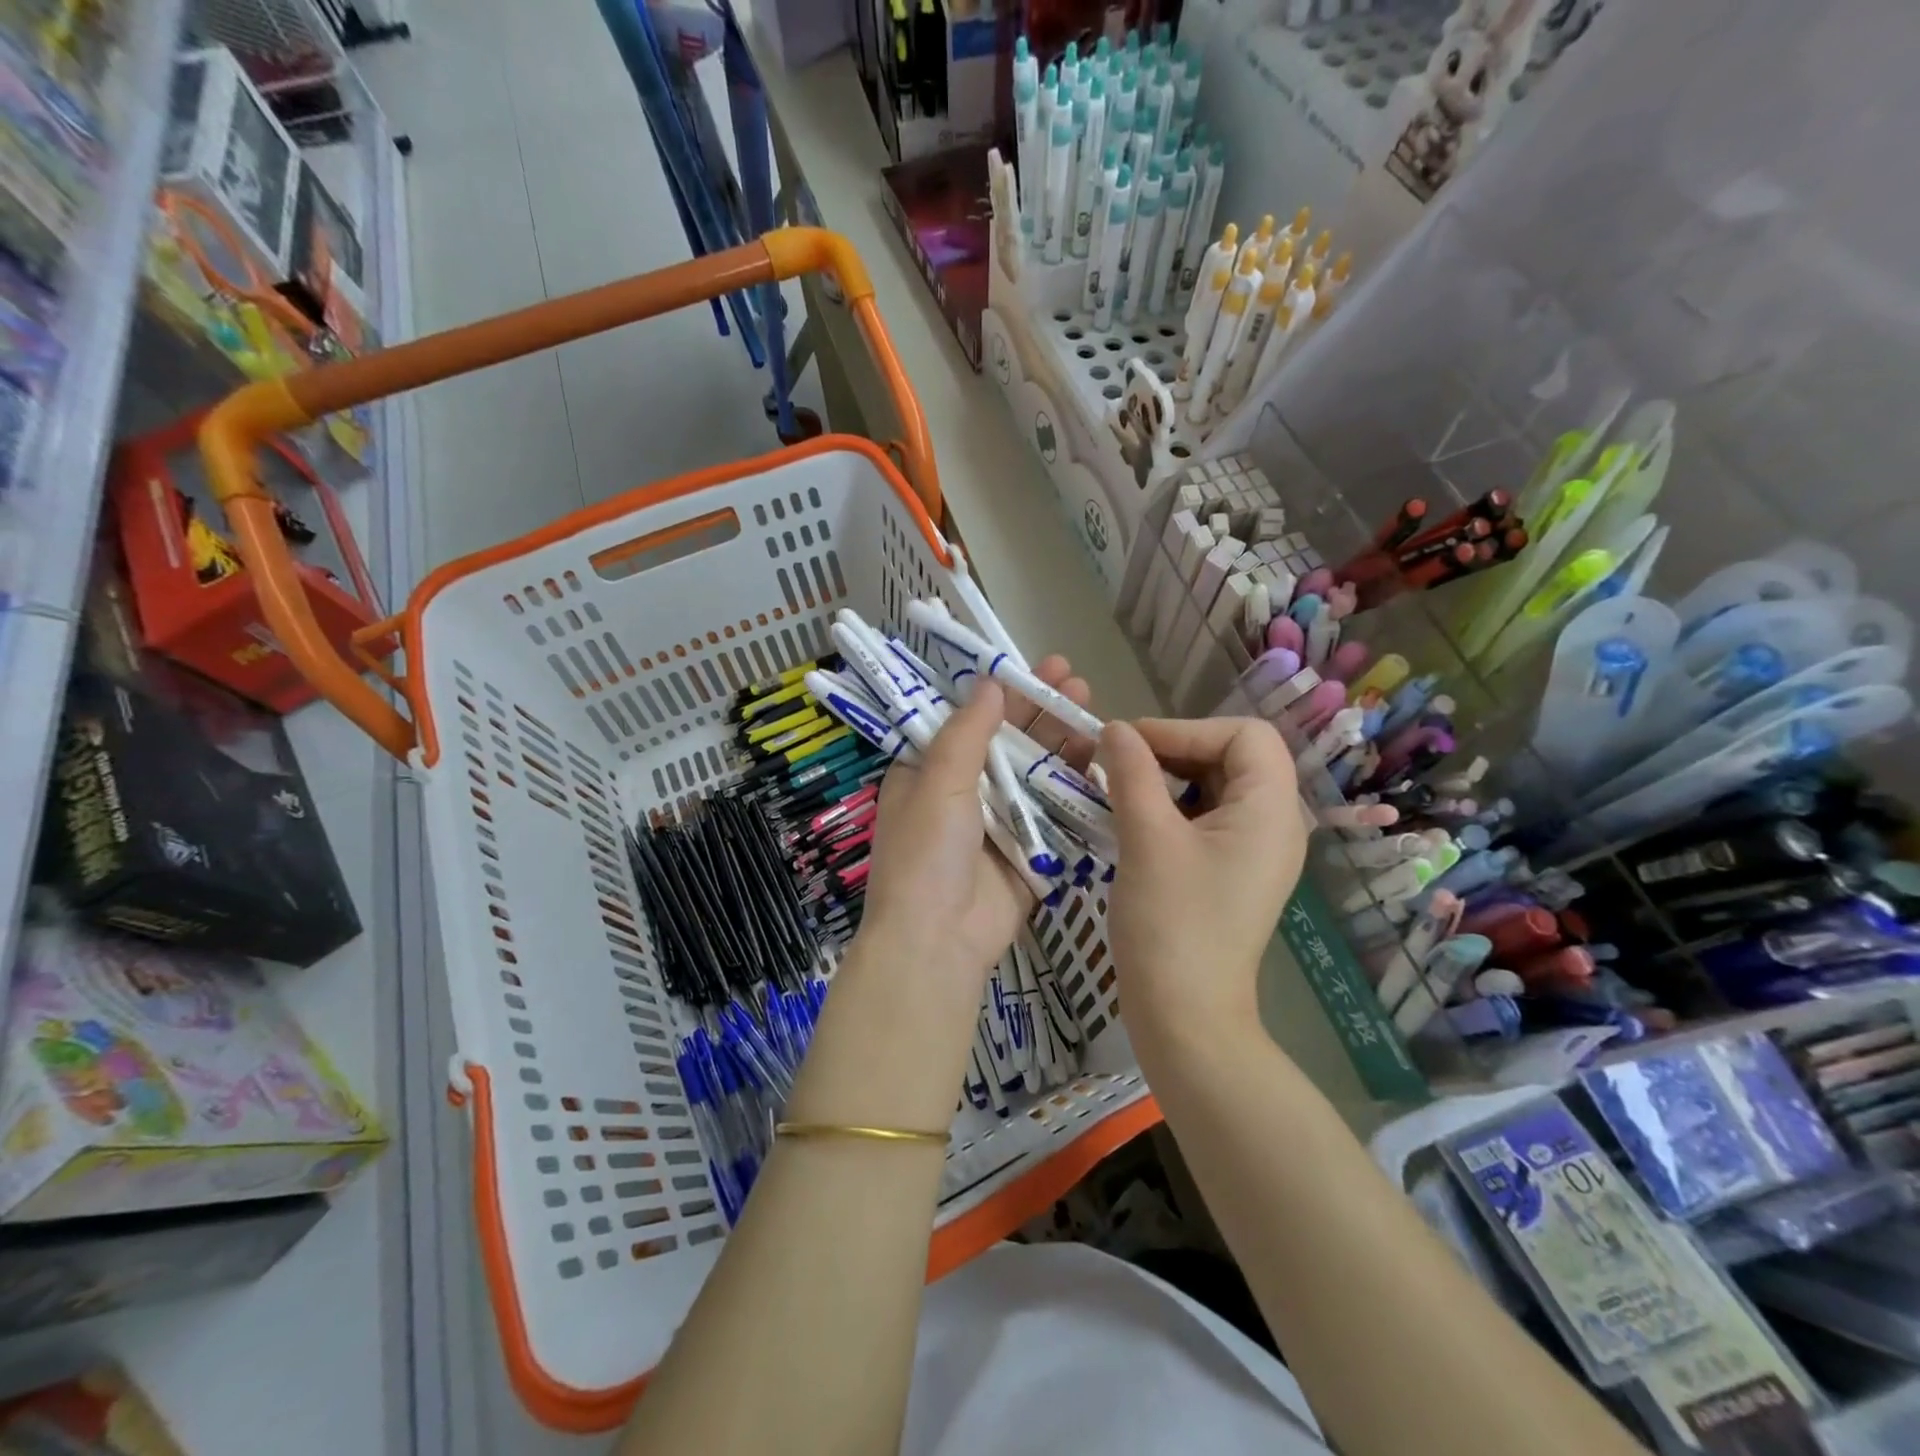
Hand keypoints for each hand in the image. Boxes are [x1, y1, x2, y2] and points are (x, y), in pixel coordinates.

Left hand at [858, 655, 1093, 987]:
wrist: (937, 942)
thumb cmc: (926, 852)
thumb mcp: (938, 782)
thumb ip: (967, 732)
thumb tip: (990, 682)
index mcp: (931, 773)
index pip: (970, 721)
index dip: (1002, 693)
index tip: (1034, 667)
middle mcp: (965, 794)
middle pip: (1009, 744)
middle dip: (1041, 712)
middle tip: (1076, 680)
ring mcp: (999, 825)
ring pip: (1037, 776)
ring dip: (1063, 746)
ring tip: (1096, 714)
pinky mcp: (1029, 854)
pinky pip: (1055, 817)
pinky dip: (1076, 793)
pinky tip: (1103, 766)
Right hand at [1097, 717, 1304, 1033]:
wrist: (1184, 1016)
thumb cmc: (1170, 923)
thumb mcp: (1146, 838)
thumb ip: (1131, 772)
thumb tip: (1114, 728)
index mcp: (1271, 810)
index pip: (1244, 734)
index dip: (1186, 729)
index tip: (1131, 746)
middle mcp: (1275, 824)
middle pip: (1232, 756)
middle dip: (1174, 750)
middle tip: (1119, 765)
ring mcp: (1255, 851)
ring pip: (1216, 786)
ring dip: (1168, 778)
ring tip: (1120, 790)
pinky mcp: (1233, 871)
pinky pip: (1207, 818)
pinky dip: (1171, 807)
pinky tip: (1133, 819)